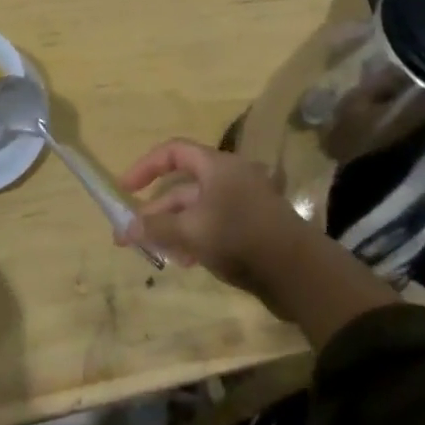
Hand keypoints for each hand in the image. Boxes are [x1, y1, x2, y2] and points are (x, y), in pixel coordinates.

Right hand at [119, 138, 397, 343]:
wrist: (300, 273)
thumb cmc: (240, 238)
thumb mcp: (191, 232)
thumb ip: (156, 228)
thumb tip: (126, 228)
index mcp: (217, 166)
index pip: (173, 152)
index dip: (145, 166)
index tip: (124, 189)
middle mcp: (229, 178)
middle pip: (182, 186)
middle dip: (154, 211)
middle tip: (129, 236)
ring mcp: (242, 203)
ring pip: (196, 210)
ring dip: (172, 229)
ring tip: (157, 254)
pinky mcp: (251, 228)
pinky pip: (213, 225)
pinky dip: (194, 238)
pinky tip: (186, 262)